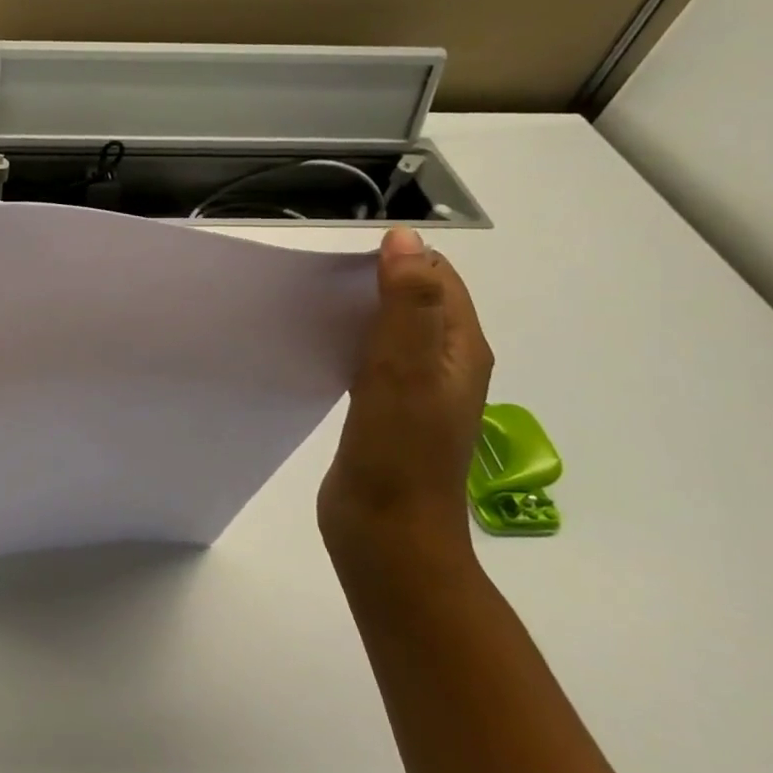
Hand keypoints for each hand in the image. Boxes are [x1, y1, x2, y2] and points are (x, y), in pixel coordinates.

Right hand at [318, 226, 493, 571]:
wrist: (388, 533)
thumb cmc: (398, 451)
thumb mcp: (404, 369)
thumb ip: (408, 303)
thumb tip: (405, 239)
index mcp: (460, 350)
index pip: (439, 280)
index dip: (399, 260)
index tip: (344, 263)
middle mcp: (445, 366)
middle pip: (416, 304)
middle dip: (375, 284)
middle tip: (320, 284)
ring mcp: (417, 394)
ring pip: (391, 333)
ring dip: (359, 315)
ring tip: (313, 311)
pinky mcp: (387, 414)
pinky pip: (371, 362)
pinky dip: (349, 345)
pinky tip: (318, 352)